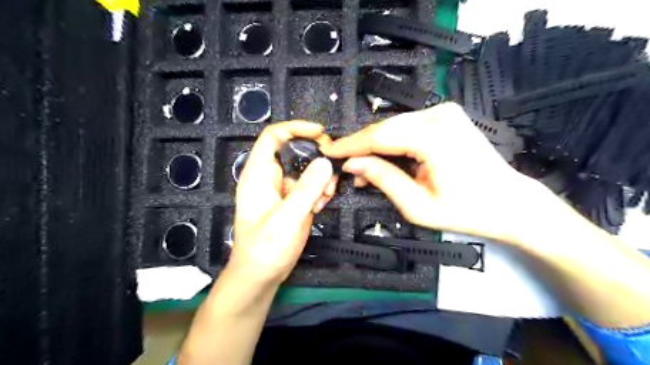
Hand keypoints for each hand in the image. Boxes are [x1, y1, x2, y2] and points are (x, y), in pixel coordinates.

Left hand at [229, 121, 334, 286]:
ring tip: (327, 196)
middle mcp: (270, 178)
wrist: (261, 275)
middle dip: (316, 159)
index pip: (273, 136)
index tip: (320, 132)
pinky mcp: (292, 202)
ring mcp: (282, 190)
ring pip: (306, 170)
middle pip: (295, 152)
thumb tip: (325, 162)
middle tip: (333, 172)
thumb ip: (307, 189)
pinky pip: (309, 186)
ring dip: (321, 178)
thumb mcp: (287, 218)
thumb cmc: (266, 248)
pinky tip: (322, 205)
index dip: (296, 128)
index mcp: (259, 174)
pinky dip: (319, 191)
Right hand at [323, 102, 544, 245]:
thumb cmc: (467, 210)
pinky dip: (393, 143)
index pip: (379, 135)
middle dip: (362, 147)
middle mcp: (440, 115)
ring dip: (377, 147)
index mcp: (435, 137)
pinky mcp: (446, 116)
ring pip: (395, 126)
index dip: (350, 144)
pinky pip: (408, 127)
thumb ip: (382, 179)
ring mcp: (445, 113)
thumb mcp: (417, 205)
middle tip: (346, 167)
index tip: (329, 150)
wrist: (509, 203)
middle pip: (385, 128)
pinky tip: (385, 160)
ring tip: (364, 170)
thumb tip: (353, 165)